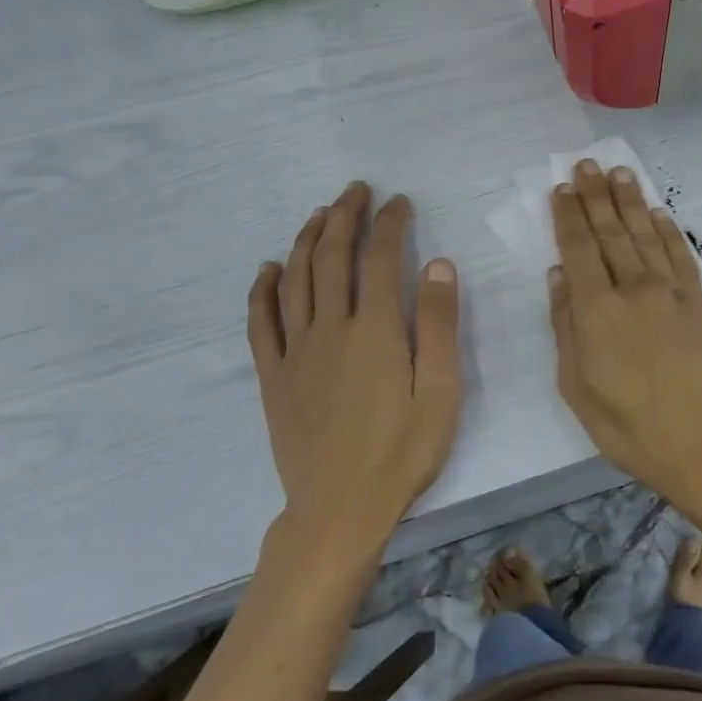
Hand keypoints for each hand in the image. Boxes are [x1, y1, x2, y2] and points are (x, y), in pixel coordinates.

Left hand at [247, 183, 461, 552]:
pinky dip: (263, 289)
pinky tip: (269, 268)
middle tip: (356, 190)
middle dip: (345, 216)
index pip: (380, 259)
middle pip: (333, 257)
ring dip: (307, 240)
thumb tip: (437, 264)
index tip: (399, 202)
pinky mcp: (273, 376)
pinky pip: (260, 322)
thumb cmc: (401, 453)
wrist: (338, 510)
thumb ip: (438, 325)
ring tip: (320, 214)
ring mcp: (295, 351)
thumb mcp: (441, 392)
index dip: (389, 224)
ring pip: (295, 280)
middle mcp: (330, 329)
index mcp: (375, 331)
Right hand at [547, 161, 701, 507]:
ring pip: (645, 234)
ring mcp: (671, 292)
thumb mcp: (578, 388)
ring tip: (619, 173)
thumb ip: (565, 327)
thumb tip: (558, 276)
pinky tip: (658, 212)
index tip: (561, 189)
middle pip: (611, 232)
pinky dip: (668, 229)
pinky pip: (681, 254)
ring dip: (630, 201)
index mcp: (596, 312)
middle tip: (587, 164)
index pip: (578, 250)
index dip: (568, 217)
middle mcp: (633, 290)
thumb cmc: (630, 427)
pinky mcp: (699, 301)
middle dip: (596, 197)